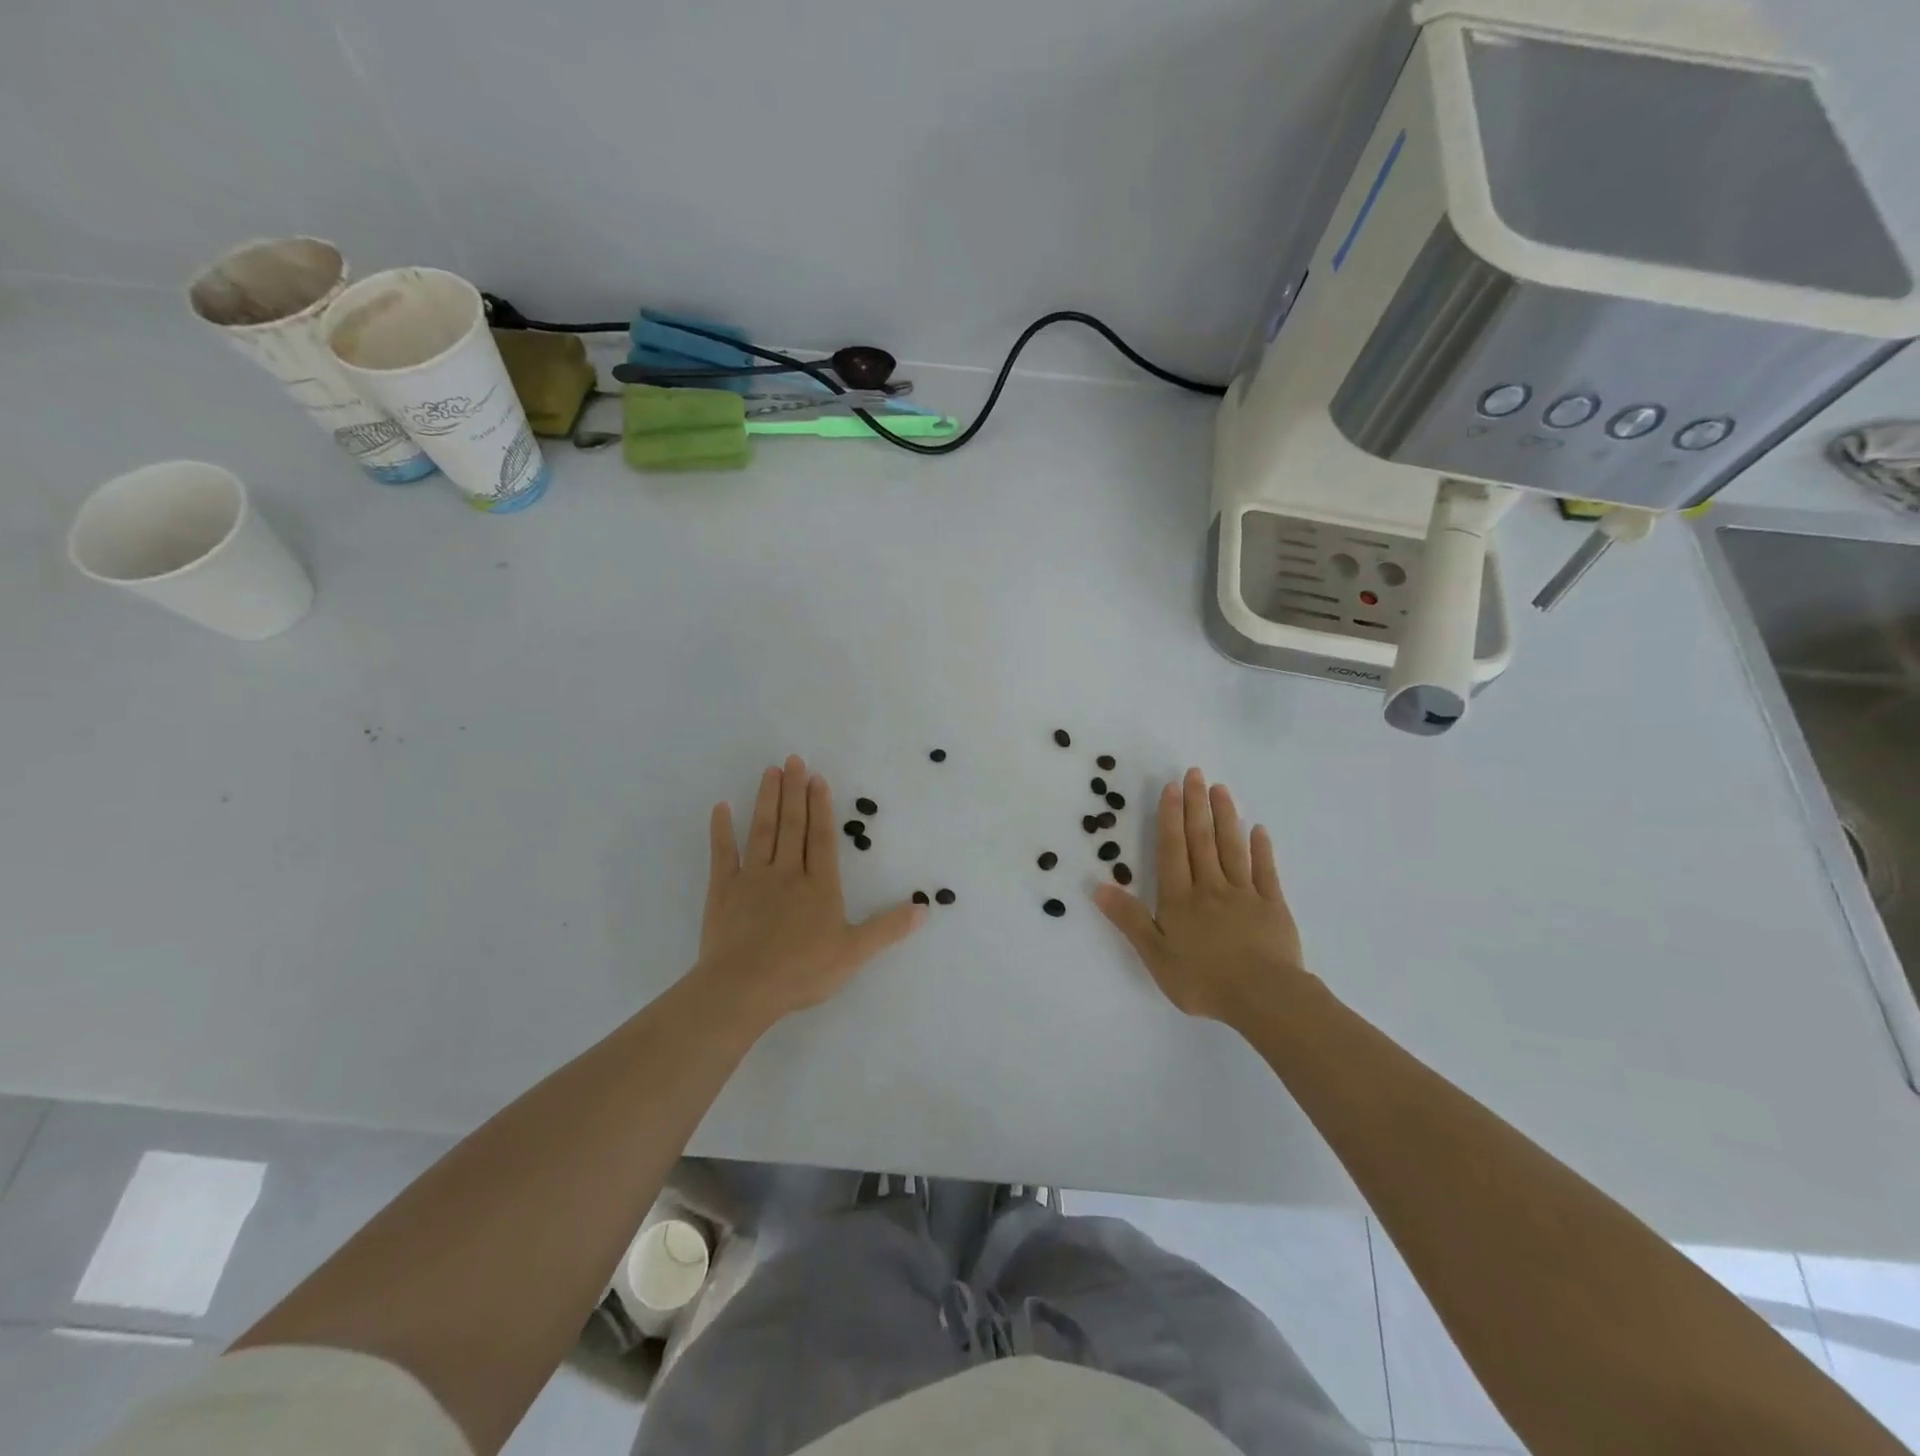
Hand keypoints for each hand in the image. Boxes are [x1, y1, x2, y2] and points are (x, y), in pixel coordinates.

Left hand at [695, 756, 925, 1026]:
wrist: (744, 987)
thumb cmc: (802, 970)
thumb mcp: (854, 952)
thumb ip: (887, 927)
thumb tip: (924, 907)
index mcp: (819, 886)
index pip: (822, 839)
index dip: (820, 808)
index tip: (816, 779)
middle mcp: (787, 872)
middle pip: (792, 825)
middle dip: (794, 791)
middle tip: (793, 760)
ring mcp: (753, 878)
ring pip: (762, 830)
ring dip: (767, 799)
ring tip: (770, 771)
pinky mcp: (723, 890)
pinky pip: (723, 854)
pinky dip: (721, 830)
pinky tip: (721, 807)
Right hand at [1094, 767, 1306, 1026]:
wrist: (1264, 997)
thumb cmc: (1203, 980)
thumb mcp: (1155, 955)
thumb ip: (1129, 919)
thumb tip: (1098, 887)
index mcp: (1180, 899)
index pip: (1172, 850)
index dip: (1170, 818)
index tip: (1171, 788)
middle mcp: (1210, 887)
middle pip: (1202, 840)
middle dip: (1196, 805)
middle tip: (1195, 773)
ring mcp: (1244, 894)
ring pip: (1232, 848)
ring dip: (1225, 817)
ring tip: (1221, 789)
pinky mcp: (1272, 906)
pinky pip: (1265, 871)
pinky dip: (1262, 849)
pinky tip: (1259, 830)